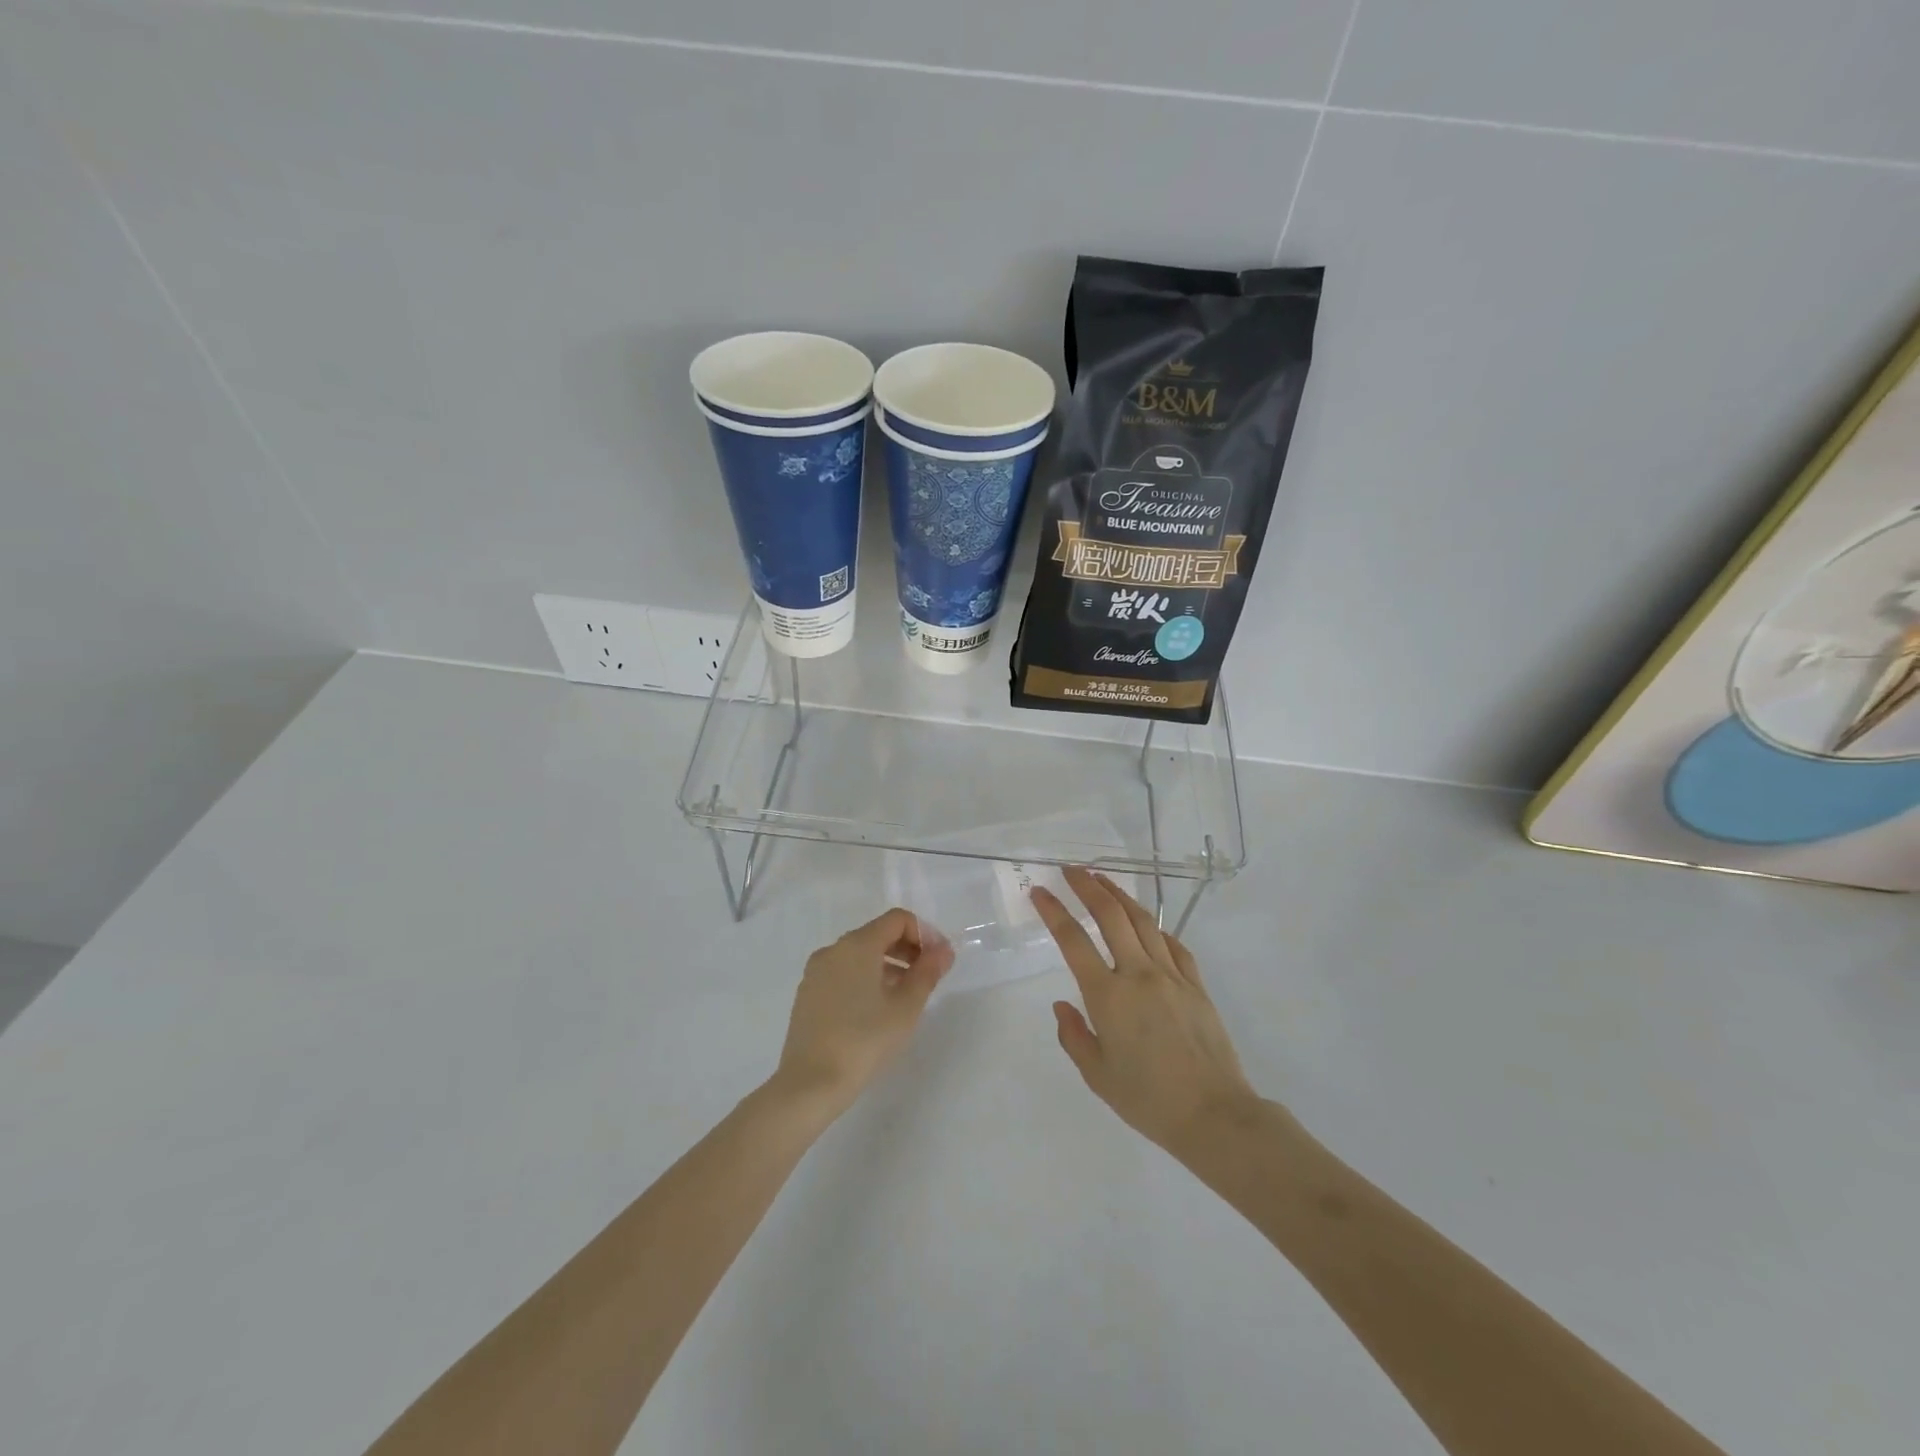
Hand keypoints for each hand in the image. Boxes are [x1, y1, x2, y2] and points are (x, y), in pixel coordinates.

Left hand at [770, 907, 952, 1120]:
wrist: (810, 1083)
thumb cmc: (864, 1040)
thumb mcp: (906, 1007)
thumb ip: (927, 972)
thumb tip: (943, 950)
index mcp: (857, 945)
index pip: (897, 920)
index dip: (924, 934)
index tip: (939, 961)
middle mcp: (833, 949)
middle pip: (877, 934)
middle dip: (907, 949)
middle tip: (928, 977)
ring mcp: (816, 971)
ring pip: (859, 955)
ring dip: (888, 965)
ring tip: (905, 997)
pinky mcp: (807, 993)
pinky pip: (843, 972)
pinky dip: (865, 978)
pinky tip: (875, 1010)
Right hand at [1034, 868, 1259, 1155]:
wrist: (1214, 1115)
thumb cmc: (1148, 1101)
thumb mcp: (1097, 1076)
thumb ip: (1074, 1036)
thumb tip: (1062, 1006)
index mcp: (1108, 996)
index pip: (1074, 940)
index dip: (1054, 911)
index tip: (1040, 891)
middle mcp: (1139, 974)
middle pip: (1111, 915)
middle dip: (1088, 886)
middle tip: (1071, 869)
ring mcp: (1171, 975)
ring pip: (1143, 921)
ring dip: (1120, 895)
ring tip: (1103, 879)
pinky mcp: (1196, 984)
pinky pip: (1173, 944)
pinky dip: (1155, 927)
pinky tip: (1146, 924)